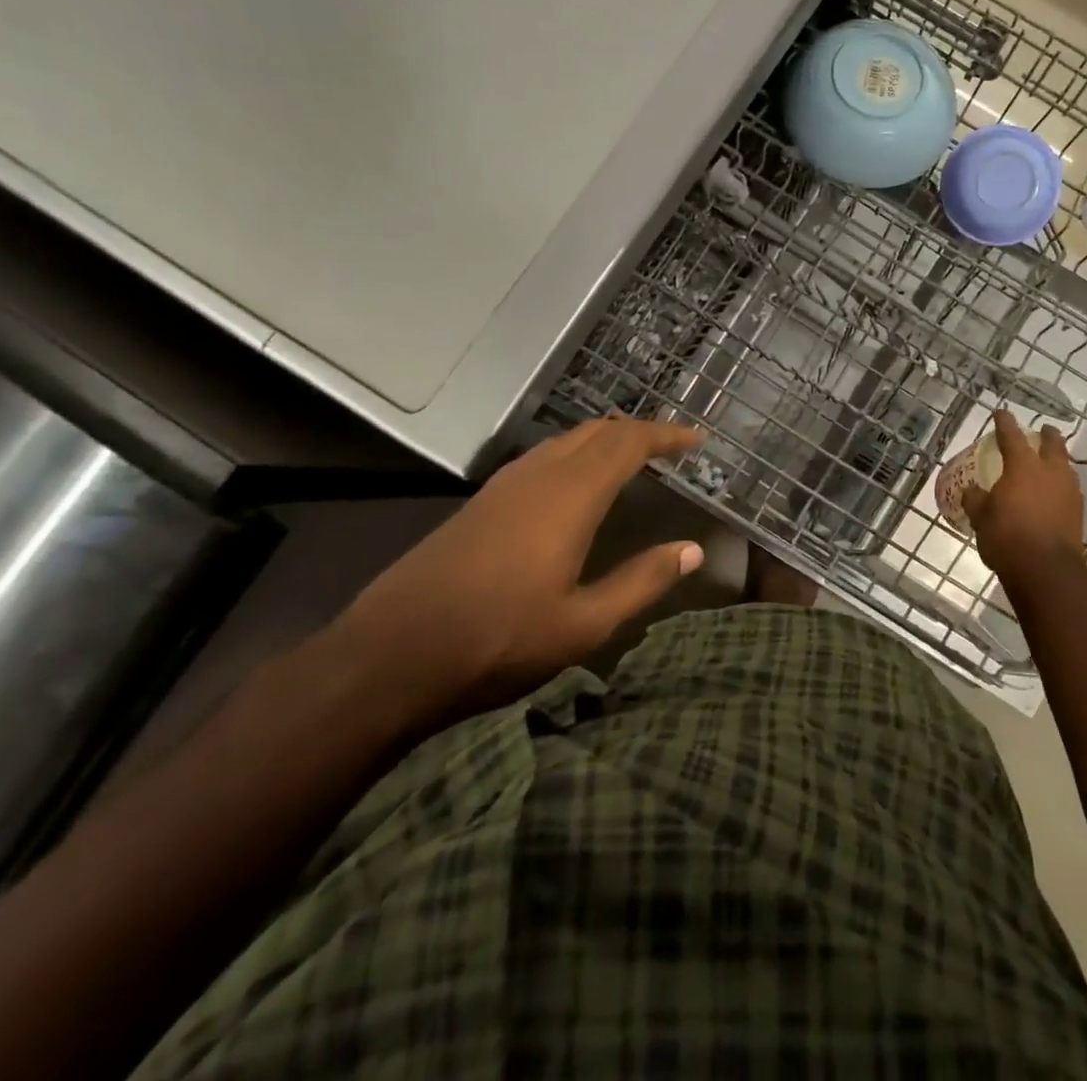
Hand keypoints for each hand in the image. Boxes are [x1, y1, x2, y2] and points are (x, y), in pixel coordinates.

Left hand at [328, 417, 705, 728]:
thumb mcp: (583, 624)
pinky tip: (577, 485)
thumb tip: (693, 550)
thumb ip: (642, 581)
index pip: (627, 443)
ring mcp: (504, 486)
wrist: (390, 655)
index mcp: (569, 496)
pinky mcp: (482, 502)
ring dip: (605, 440)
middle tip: (671, 446)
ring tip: (633, 459)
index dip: (665, 435)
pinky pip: (542, 458)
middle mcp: (538, 476)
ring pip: (565, 441)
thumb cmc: (497, 640)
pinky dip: (575, 455)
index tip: (696, 439)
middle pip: (597, 432)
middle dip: (639, 431)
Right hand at [962, 410, 1085, 586]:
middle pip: (1053, 444)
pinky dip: (1059, 487)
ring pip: (1065, 467)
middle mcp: (1050, 472)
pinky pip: (1068, 490)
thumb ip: (976, 499)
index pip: (1011, 436)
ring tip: (1048, 464)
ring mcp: (1069, 492)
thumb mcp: (981, 517)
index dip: (1004, 423)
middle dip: (1046, 435)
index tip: (1001, 413)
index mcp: (1024, 466)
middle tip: (1041, 431)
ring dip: (1057, 461)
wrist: (1046, 571)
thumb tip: (972, 491)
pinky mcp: (1078, 514)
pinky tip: (1052, 495)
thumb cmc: (1008, 537)